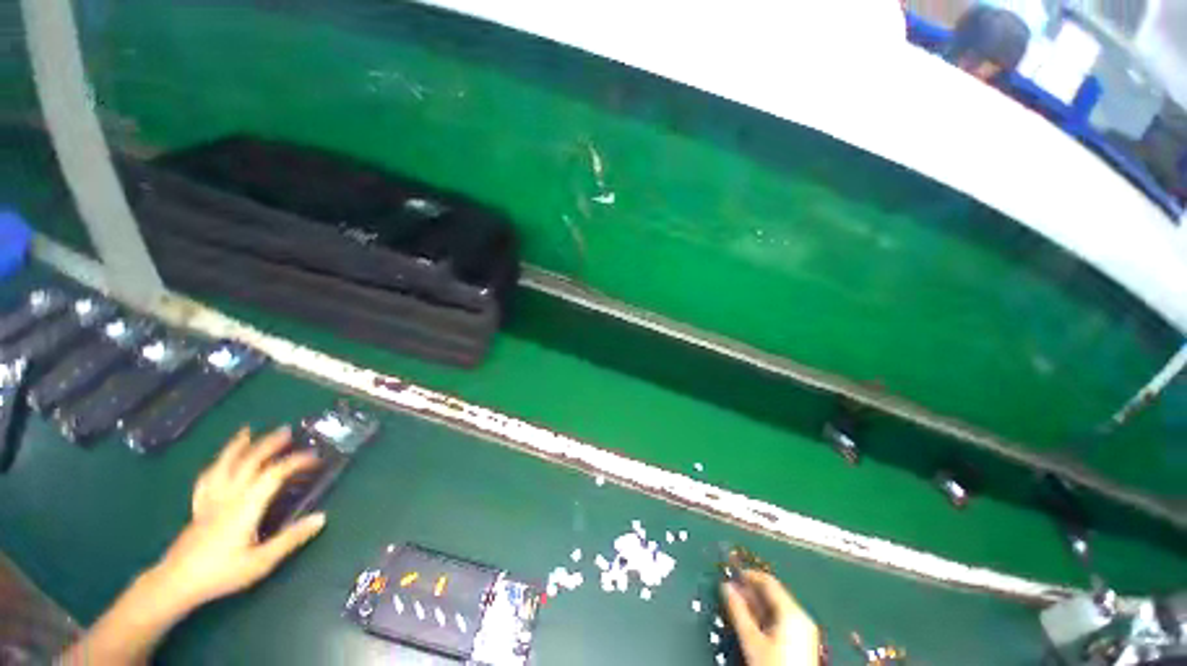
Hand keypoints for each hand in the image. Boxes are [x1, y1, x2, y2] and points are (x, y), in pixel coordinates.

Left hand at [147, 426, 325, 612]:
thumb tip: (322, 517)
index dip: (296, 462)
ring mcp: (210, 500)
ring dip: (238, 446)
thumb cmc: (221, 573)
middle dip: (268, 444)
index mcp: (245, 506)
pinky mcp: (198, 507)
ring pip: (224, 465)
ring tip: (247, 432)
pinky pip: (206, 479)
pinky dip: (215, 465)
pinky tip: (219, 461)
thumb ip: (290, 539)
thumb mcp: (260, 562)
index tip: (316, 457)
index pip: (274, 474)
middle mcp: (228, 496)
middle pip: (249, 462)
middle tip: (287, 431)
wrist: (175, 584)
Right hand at [721, 570, 819, 665]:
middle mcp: (802, 618)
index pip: (768, 581)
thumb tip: (726, 587)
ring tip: (738, 605)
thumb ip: (738, 610)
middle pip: (773, 594)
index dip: (748, 575)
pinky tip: (753, 622)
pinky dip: (766, 617)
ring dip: (756, 604)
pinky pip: (782, 620)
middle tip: (732, 589)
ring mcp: (804, 631)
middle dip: (751, 591)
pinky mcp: (802, 643)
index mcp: (792, 612)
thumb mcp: (752, 639)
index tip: (732, 573)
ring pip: (777, 608)